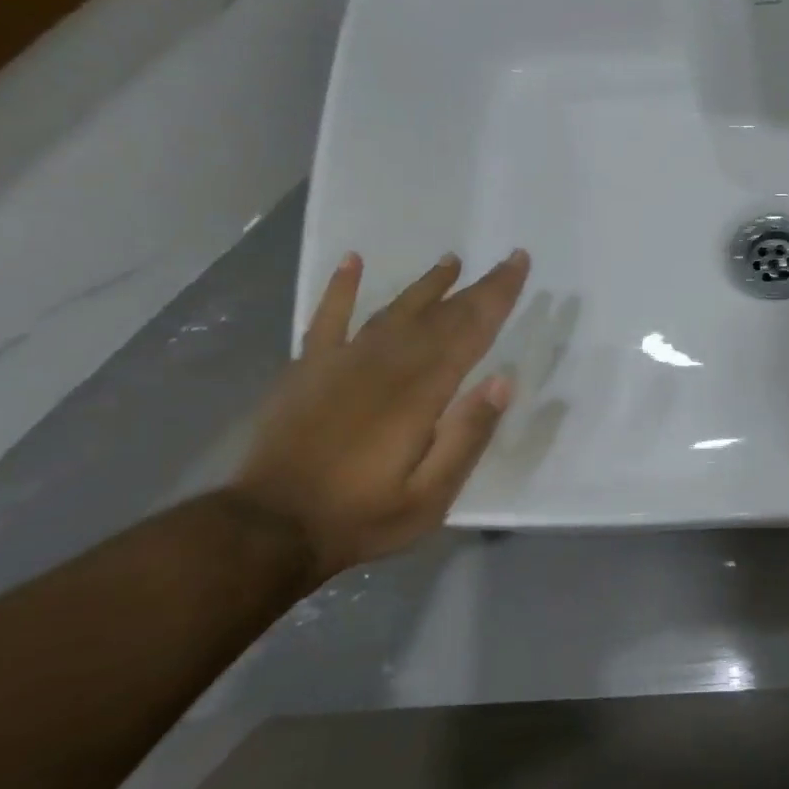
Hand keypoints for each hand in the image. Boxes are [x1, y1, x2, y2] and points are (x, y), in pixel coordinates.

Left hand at [229, 249, 528, 584]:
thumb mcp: (431, 496)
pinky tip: (352, 260)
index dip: (497, 297)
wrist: (270, 528)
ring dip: (426, 285)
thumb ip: (467, 437)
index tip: (518, 264)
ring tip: (451, 260)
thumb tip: (503, 381)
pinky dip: (340, 287)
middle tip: (504, 260)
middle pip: (440, 317)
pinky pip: (327, 317)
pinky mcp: (308, 369)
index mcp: (420, 393)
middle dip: (477, 287)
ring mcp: (342, 362)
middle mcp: (385, 365)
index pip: (470, 332)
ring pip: (394, 311)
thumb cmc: (362, 516)